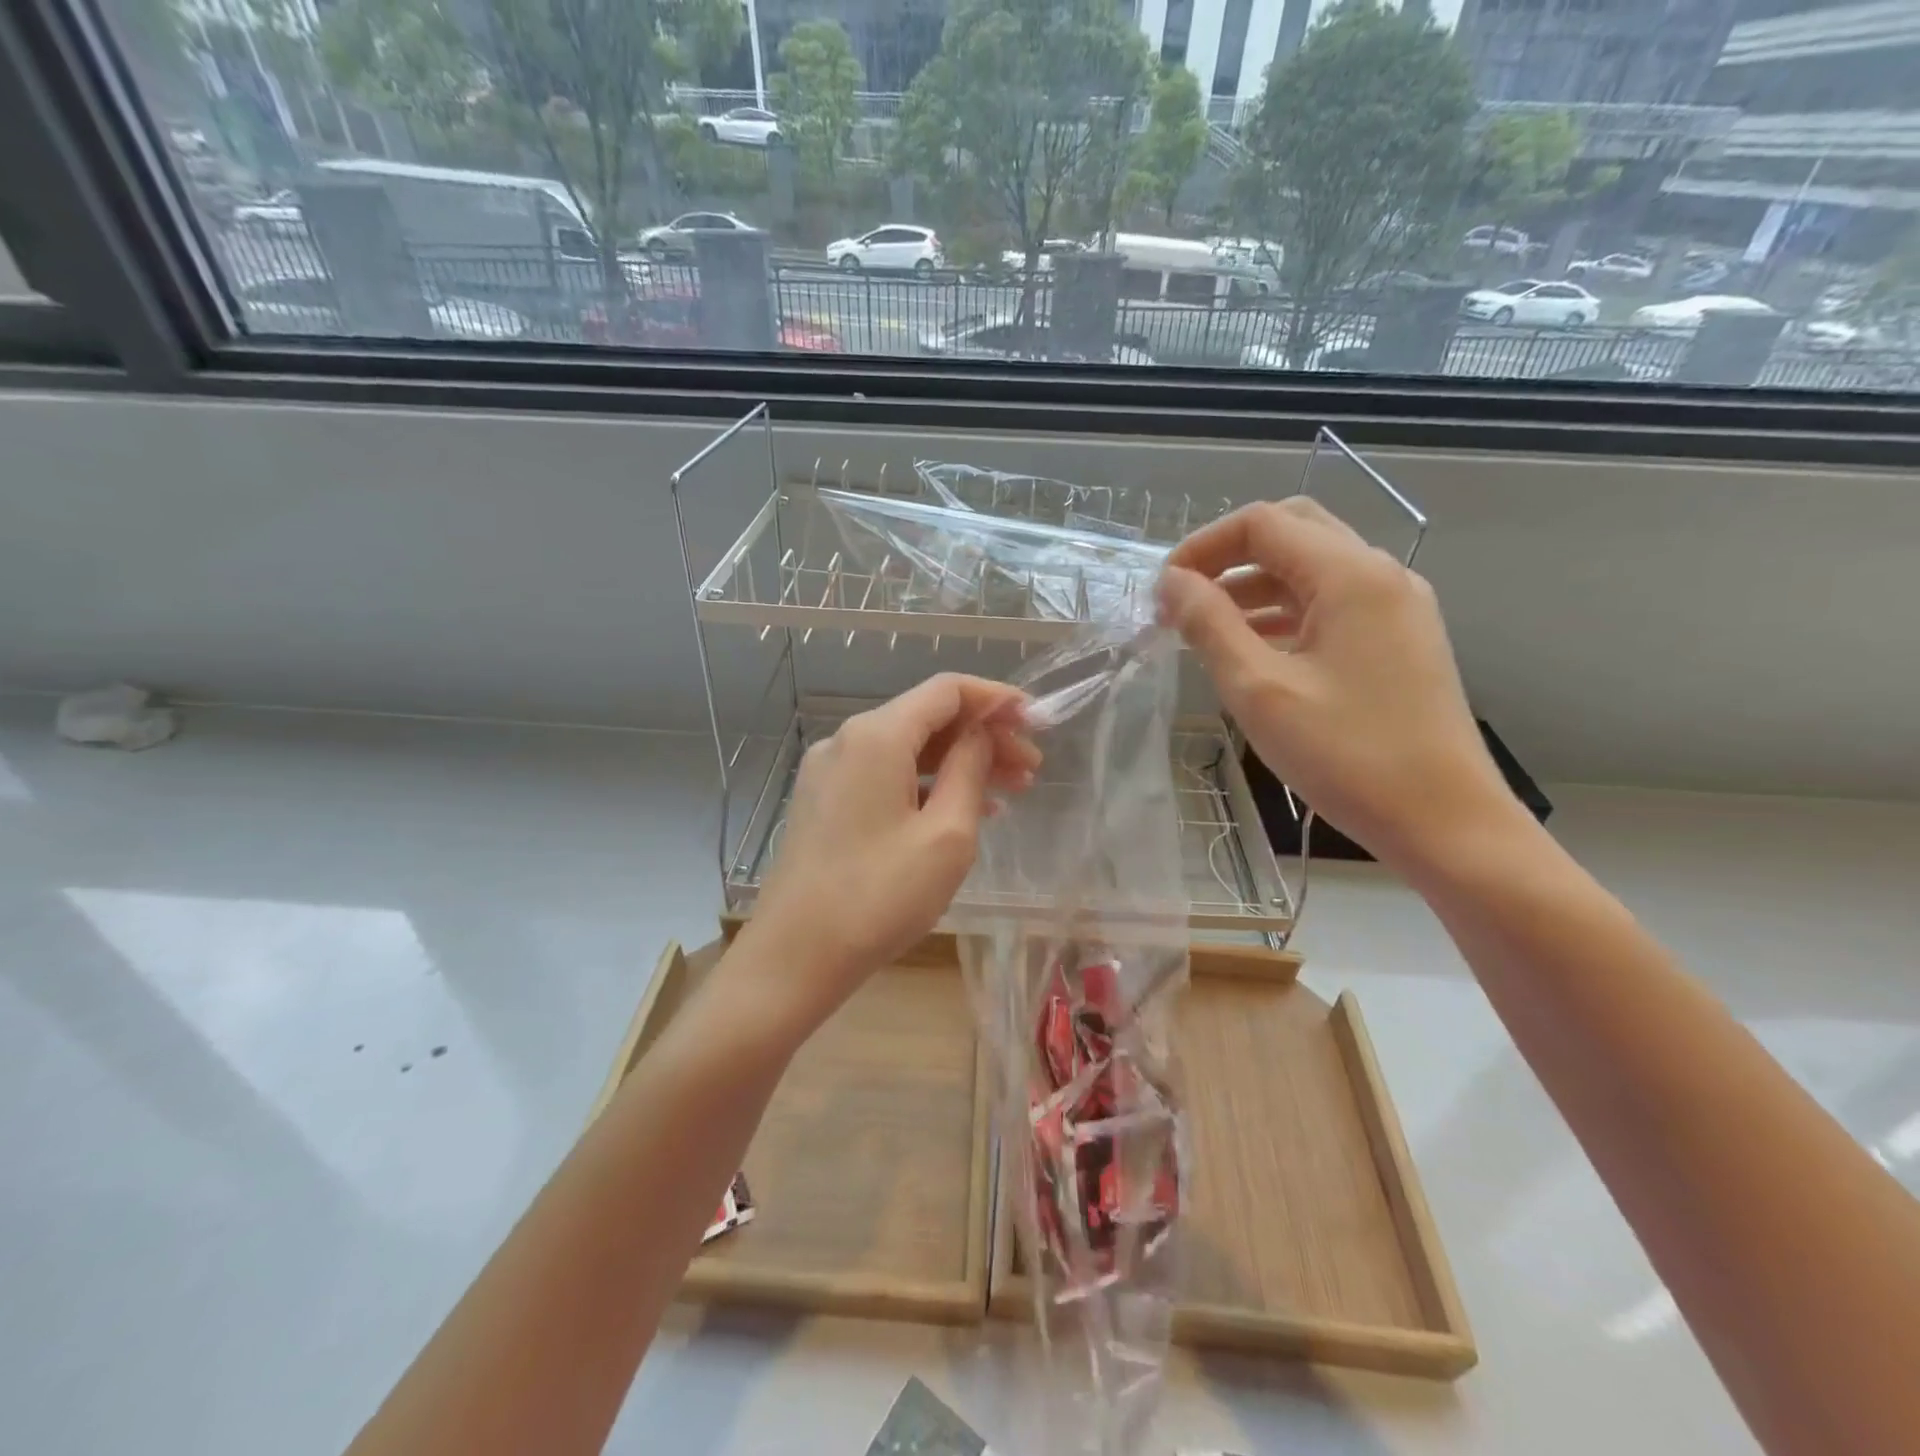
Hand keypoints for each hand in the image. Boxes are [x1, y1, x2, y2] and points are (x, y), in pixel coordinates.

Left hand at [733, 674, 1038, 1037]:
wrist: (794, 957)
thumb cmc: (879, 897)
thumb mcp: (947, 835)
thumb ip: (970, 770)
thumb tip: (981, 734)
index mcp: (876, 736)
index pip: (947, 690)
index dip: (996, 698)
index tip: (1037, 720)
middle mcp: (847, 740)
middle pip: (927, 718)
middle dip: (984, 736)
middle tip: (1031, 769)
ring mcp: (829, 771)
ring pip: (908, 748)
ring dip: (959, 762)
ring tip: (1010, 791)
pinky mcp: (824, 801)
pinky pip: (885, 775)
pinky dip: (927, 783)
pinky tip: (962, 810)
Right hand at [1158, 497, 1521, 873]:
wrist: (1443, 820)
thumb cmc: (1346, 756)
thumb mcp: (1259, 689)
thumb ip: (1210, 625)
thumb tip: (1172, 582)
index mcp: (1350, 575)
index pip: (1262, 524)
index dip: (1202, 547)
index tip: (1163, 592)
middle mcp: (1380, 574)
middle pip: (1292, 531)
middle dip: (1229, 557)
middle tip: (1185, 600)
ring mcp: (1396, 606)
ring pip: (1312, 568)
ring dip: (1254, 586)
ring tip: (1206, 630)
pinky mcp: (1400, 638)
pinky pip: (1332, 603)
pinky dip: (1285, 612)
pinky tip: (1254, 650)